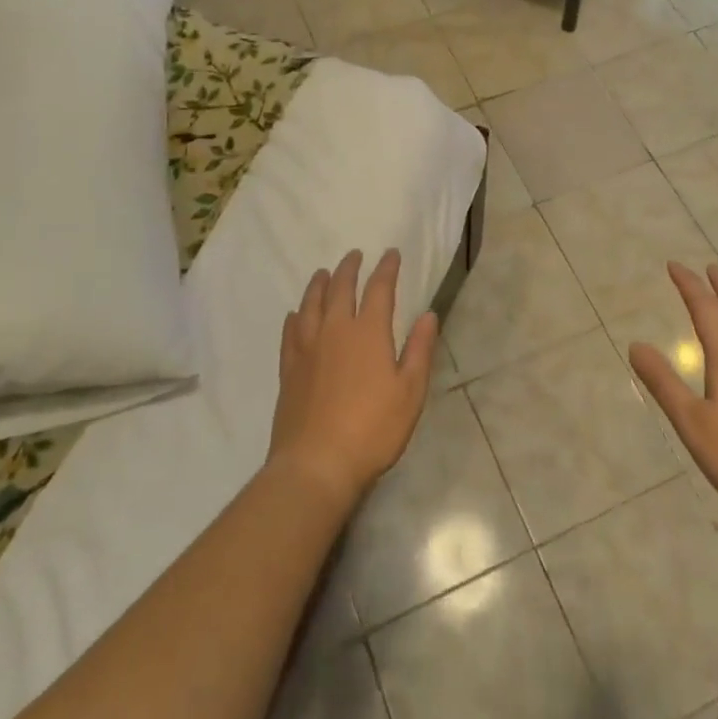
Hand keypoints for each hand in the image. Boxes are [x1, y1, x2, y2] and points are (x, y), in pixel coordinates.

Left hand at [269, 249, 434, 506]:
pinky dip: (295, 316)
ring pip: (310, 304)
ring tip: (322, 273)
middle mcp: (334, 330)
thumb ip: (419, 350)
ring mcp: (307, 348)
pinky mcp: (288, 369)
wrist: (317, 464)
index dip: (386, 269)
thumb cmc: (373, 429)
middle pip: (339, 288)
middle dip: (349, 268)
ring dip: (318, 284)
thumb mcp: (410, 392)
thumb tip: (428, 315)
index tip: (391, 254)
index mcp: (368, 332)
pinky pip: (290, 332)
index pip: (379, 289)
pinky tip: (295, 314)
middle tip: (355, 255)